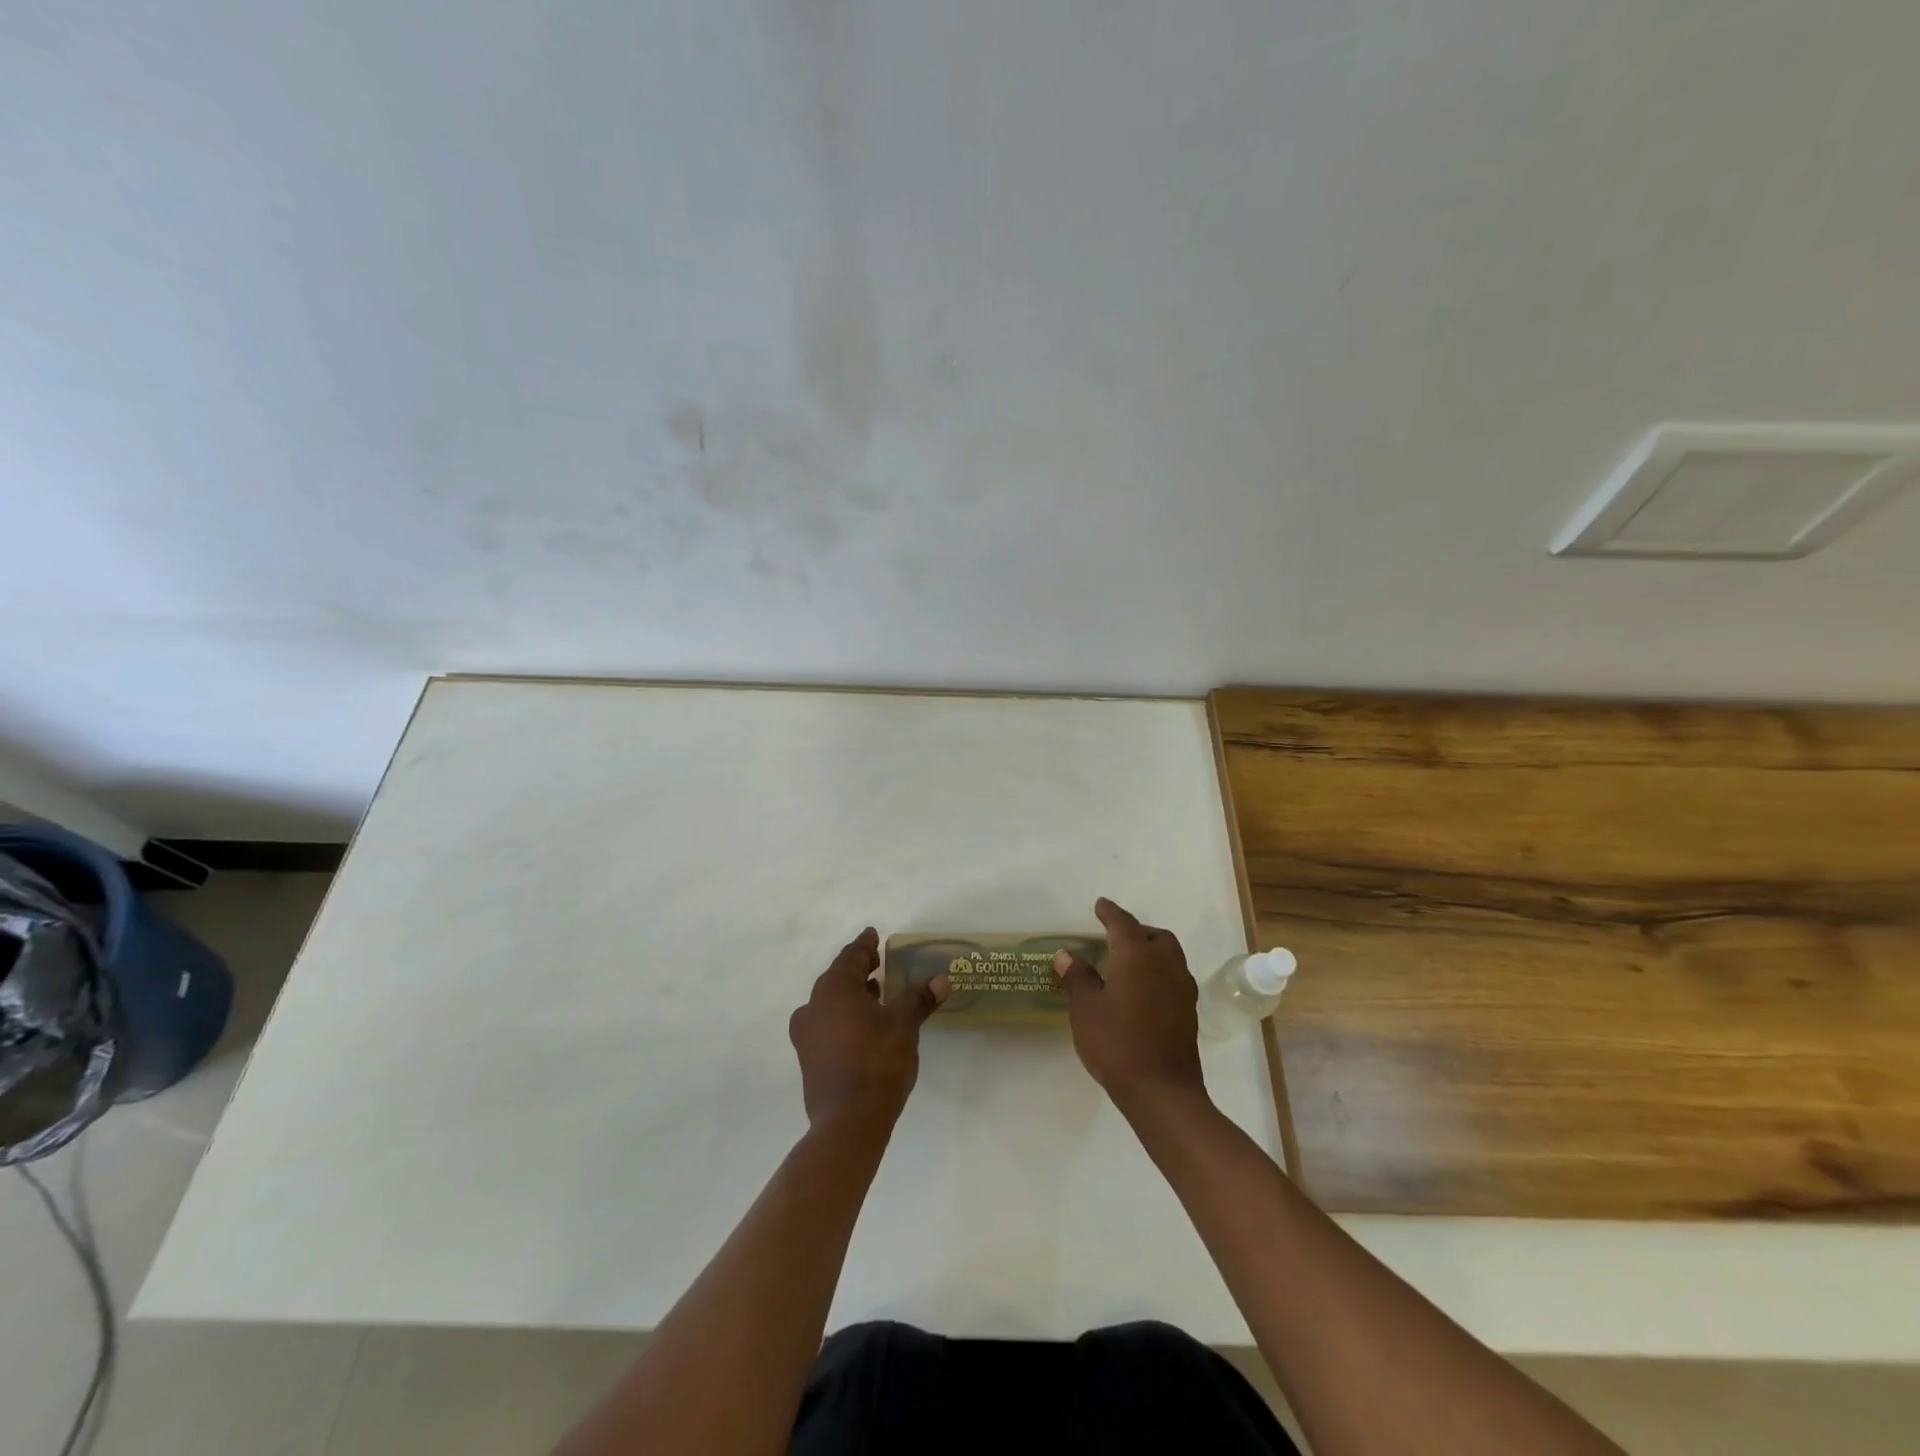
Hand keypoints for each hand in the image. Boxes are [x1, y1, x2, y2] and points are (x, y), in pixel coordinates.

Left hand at [789, 927, 948, 1135]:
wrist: (848, 1122)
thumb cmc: (877, 1062)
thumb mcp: (904, 1025)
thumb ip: (919, 999)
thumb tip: (941, 978)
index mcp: (834, 990)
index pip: (850, 957)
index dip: (864, 945)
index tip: (873, 935)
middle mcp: (814, 1007)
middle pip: (836, 978)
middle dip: (857, 969)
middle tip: (876, 962)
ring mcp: (807, 1035)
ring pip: (830, 1002)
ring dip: (851, 994)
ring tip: (875, 992)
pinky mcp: (809, 1059)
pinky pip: (827, 1024)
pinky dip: (844, 1016)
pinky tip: (864, 1025)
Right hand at [1053, 898, 1207, 1114]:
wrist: (1162, 1091)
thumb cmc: (1117, 1044)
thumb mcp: (1086, 1009)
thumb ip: (1078, 978)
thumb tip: (1068, 955)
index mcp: (1137, 955)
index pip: (1123, 923)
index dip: (1110, 912)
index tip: (1100, 905)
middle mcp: (1165, 963)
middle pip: (1153, 936)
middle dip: (1135, 931)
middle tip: (1114, 936)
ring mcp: (1182, 987)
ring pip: (1168, 955)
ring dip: (1150, 950)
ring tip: (1128, 961)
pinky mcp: (1189, 1010)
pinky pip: (1173, 976)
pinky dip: (1158, 971)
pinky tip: (1142, 989)